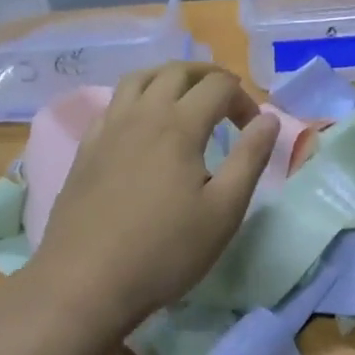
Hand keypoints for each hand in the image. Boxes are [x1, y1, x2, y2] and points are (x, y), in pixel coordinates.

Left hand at [32, 63, 278, 328]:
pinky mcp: (86, 150)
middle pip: (176, 71)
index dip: (243, 99)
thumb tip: (269, 119)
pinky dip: (136, 99)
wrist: (85, 283)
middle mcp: (141, 115)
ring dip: (169, 78)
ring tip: (185, 97)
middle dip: (208, 77)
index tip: (253, 128)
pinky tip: (142, 125)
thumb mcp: (224, 210)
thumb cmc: (165, 251)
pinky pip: (112, 104)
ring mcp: (108, 130)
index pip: (219, 87)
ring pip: (138, 79)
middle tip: (227, 98)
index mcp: (179, 125)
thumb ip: (250, 158)